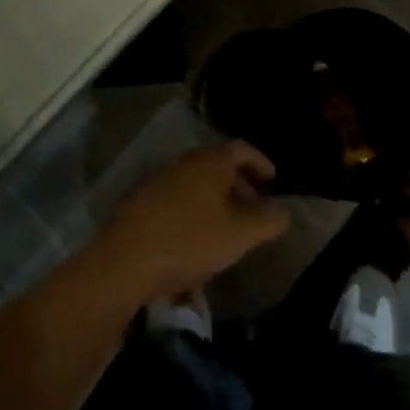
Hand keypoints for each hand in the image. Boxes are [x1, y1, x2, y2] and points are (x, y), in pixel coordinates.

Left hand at [91, 142, 291, 305]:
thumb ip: (267, 221)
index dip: (260, 162)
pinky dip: (191, 210)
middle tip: (253, 208)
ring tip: (226, 228)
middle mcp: (183, 161)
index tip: (273, 181)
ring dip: (214, 199)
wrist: (124, 261)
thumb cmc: (189, 241)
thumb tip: (285, 211)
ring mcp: (158, 179)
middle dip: (238, 184)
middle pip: (217, 165)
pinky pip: (175, 198)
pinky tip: (194, 240)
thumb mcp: (239, 235)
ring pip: (195, 182)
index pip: (241, 149)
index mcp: (209, 161)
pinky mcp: (139, 201)